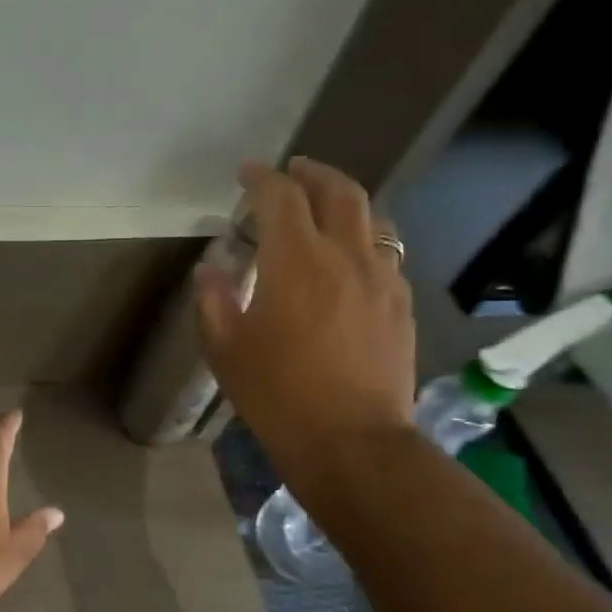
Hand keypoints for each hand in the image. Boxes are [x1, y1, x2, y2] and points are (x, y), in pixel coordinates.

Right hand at [195, 159, 415, 473]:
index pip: (280, 197)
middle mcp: (345, 255)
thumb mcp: (225, 349)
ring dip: (344, 202)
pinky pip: (386, 253)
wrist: (350, 441)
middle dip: (313, 173)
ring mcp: (382, 278)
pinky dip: (364, 240)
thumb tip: (210, 270)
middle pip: (338, 191)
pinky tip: (351, 259)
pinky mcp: (400, 304)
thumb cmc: (277, 394)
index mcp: (295, 260)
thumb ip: (213, 300)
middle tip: (293, 171)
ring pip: (371, 218)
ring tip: (325, 208)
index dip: (261, 178)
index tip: (246, 173)